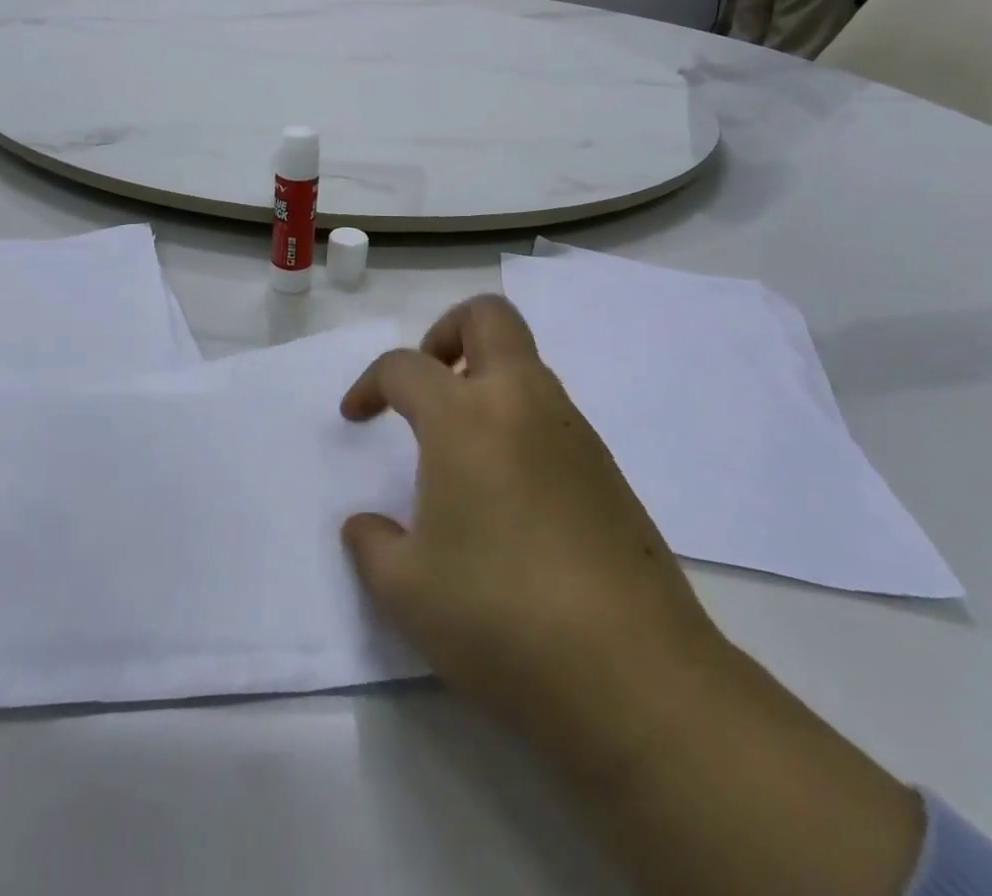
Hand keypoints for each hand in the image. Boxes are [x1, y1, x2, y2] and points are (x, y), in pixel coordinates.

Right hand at [341, 297, 923, 895]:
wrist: (634, 674)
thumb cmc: (500, 616)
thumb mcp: (406, 591)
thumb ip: (372, 546)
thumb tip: (365, 526)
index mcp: (465, 417)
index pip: (405, 366)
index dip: (370, 383)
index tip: (357, 417)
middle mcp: (522, 403)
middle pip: (489, 317)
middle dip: (446, 332)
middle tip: (425, 385)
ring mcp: (573, 431)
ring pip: (525, 364)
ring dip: (485, 380)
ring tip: (459, 450)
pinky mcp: (607, 468)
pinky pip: (551, 413)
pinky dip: (518, 422)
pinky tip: (507, 492)